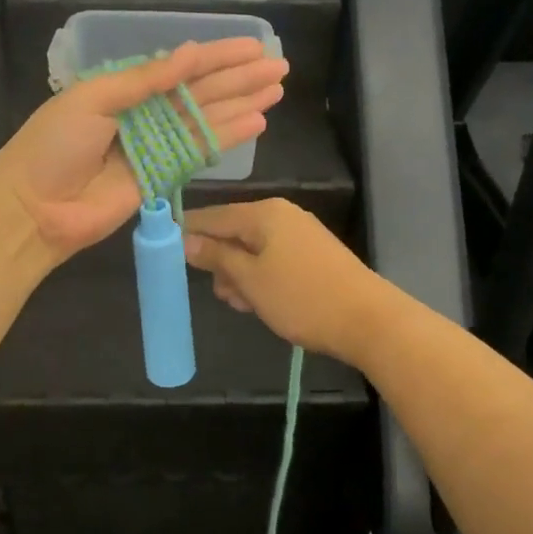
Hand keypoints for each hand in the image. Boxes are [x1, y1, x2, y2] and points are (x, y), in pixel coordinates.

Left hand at [0, 38, 288, 266]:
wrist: (34, 208)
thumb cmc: (54, 146)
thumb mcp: (93, 98)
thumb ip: (144, 79)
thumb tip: (190, 53)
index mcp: (123, 88)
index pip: (179, 67)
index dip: (217, 56)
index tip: (253, 47)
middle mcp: (144, 114)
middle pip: (200, 92)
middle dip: (239, 78)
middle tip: (279, 66)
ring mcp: (155, 147)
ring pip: (207, 119)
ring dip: (241, 104)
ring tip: (276, 89)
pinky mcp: (162, 178)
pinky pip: (200, 152)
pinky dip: (227, 137)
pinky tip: (256, 122)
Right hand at [181, 199, 398, 365]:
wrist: (368, 320)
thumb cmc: (301, 297)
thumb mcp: (249, 279)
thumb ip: (216, 256)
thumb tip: (185, 240)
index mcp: (263, 213)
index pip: (212, 216)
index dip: (187, 232)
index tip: (165, 252)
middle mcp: (282, 215)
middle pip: (233, 232)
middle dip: (220, 262)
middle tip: (221, 293)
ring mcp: (300, 234)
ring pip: (253, 249)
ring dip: (240, 275)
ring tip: (244, 305)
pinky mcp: (313, 255)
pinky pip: (273, 259)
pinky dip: (261, 278)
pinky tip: (262, 303)